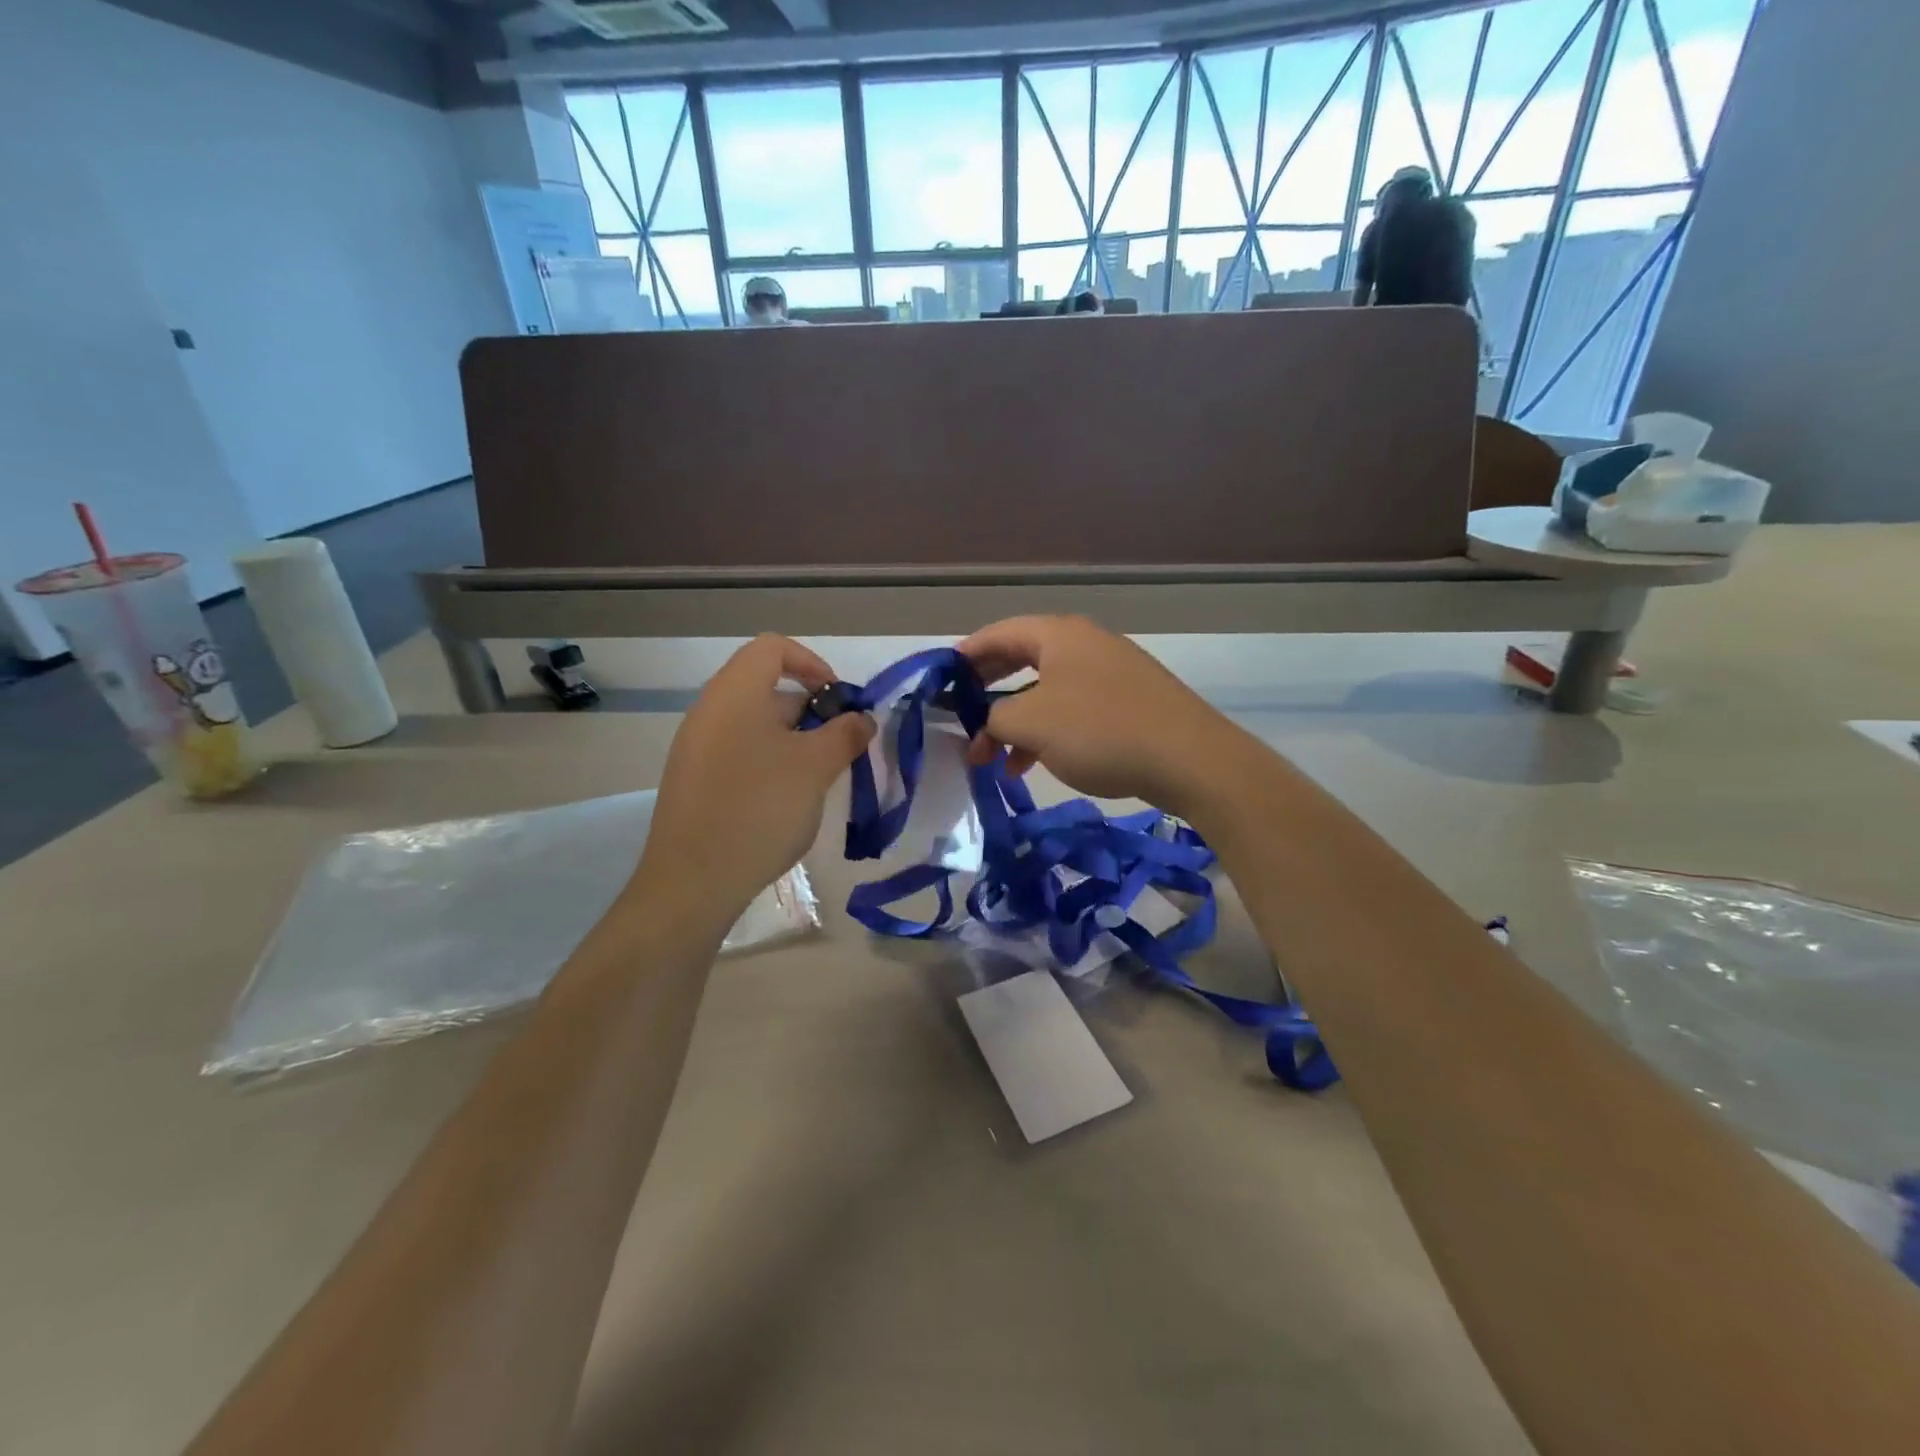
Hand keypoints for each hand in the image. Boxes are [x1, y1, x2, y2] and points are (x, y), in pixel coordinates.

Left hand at [631, 635, 873, 928]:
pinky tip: (785, 802)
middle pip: (767, 688)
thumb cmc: (760, 809)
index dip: (813, 664)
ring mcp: (696, 747)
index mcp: (735, 693)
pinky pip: (739, 753)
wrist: (693, 882)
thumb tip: (861, 719)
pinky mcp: (693, 781)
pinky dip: (770, 763)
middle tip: (839, 750)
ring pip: (756, 725)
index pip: (774, 648)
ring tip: (818, 780)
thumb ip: (845, 734)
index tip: (839, 702)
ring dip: (795, 741)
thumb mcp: (816, 768)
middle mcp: (709, 711)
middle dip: (811, 712)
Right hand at [957, 615, 1249, 813]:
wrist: (1189, 759)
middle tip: (962, 716)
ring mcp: (1110, 672)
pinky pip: (1072, 709)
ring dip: (1015, 720)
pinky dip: (1046, 732)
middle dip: (988, 692)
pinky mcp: (1128, 702)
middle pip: (1021, 659)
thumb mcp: (1032, 723)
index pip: (998, 633)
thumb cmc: (1100, 730)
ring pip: (1046, 690)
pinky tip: (1031, 764)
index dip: (965, 656)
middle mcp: (1084, 644)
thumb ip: (995, 717)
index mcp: (1058, 634)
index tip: (941, 681)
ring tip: (993, 758)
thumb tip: (989, 722)